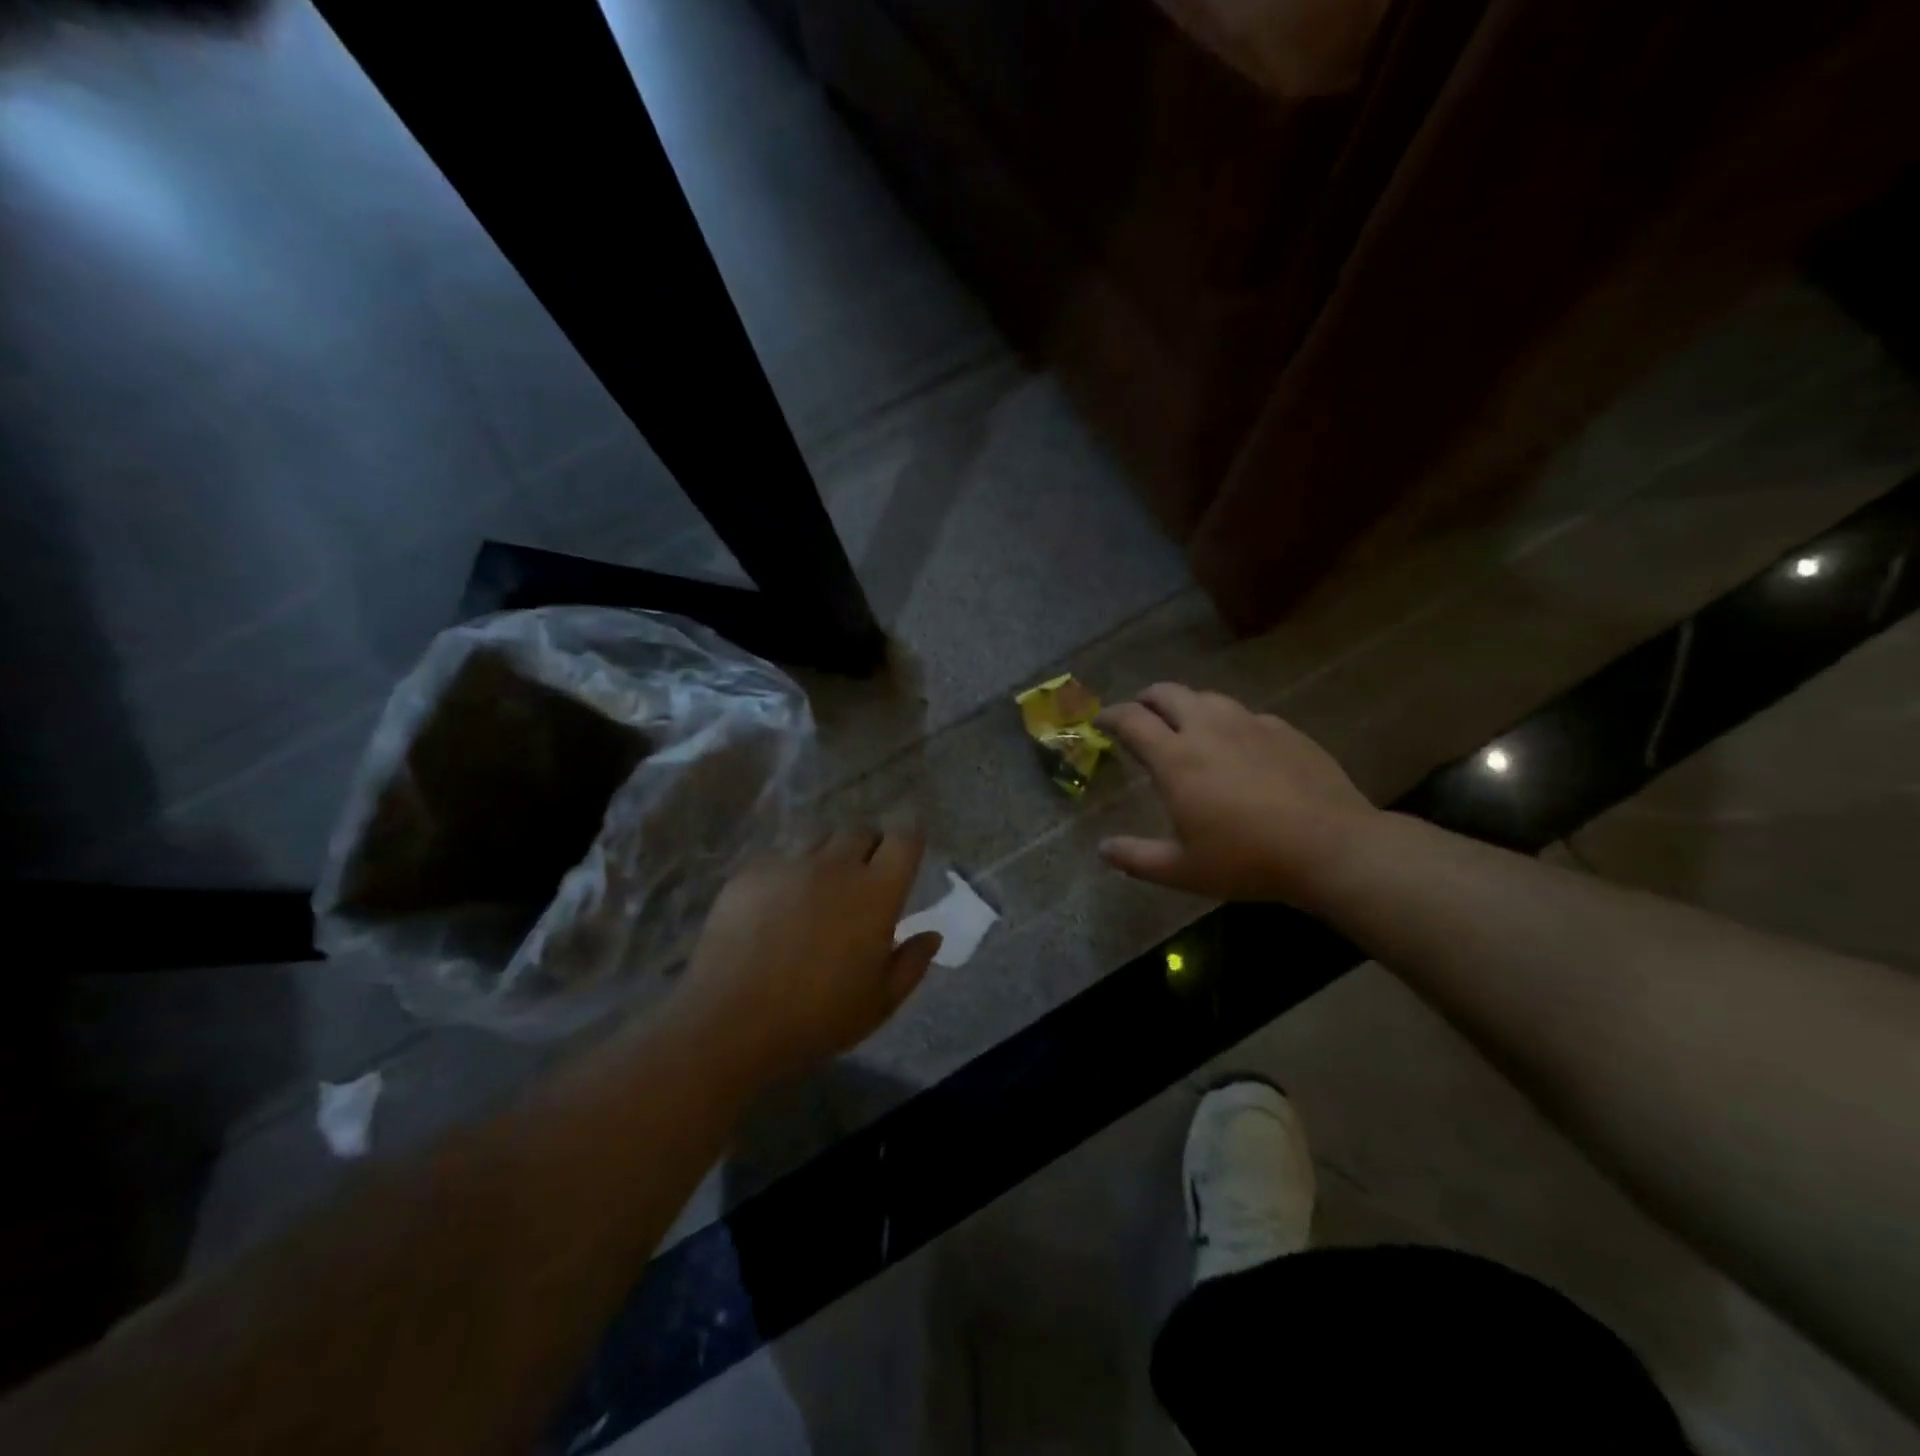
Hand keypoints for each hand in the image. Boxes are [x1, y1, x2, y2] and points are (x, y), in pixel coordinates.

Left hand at [668, 829, 942, 1085]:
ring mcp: (789, 864)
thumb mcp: (880, 1002)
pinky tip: (775, 906)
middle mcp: (836, 865)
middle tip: (861, 882)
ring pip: (818, 839)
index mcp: (876, 892)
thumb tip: (931, 934)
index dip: (908, 842)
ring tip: (817, 891)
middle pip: (860, 831)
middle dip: (868, 849)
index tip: (903, 860)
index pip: (904, 838)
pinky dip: (787, 873)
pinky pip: (778, 858)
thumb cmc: (817, 1017)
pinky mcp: (750, 873)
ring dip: (827, 857)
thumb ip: (912, 963)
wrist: (731, 1022)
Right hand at [1097, 684, 1380, 908]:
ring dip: (1187, 705)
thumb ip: (1136, 858)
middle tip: (1141, 716)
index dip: (1110, 716)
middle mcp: (1208, 729)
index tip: (1101, 722)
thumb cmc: (1247, 860)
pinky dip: (1228, 722)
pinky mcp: (1285, 730)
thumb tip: (1102, 850)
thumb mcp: (1182, 870)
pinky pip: (1245, 715)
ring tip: (1186, 726)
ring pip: (1208, 697)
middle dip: (1146, 699)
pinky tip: (1238, 745)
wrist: (1331, 848)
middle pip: (1168, 693)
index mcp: (1176, 758)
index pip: (1132, 720)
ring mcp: (1250, 725)